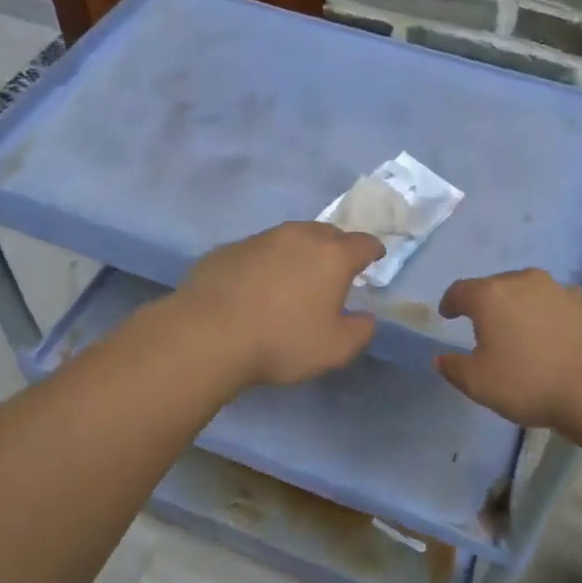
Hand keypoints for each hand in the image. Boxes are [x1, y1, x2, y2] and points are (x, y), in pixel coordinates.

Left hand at [175, 222, 385, 386]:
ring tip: (294, 278)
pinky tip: (256, 287)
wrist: (207, 334)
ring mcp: (260, 239)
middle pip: (327, 233)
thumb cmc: (281, 341)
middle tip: (335, 270)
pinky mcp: (228, 249)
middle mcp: (299, 236)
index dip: (372, 251)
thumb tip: (365, 318)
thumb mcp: (334, 349)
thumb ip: (360, 331)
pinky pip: (258, 251)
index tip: (374, 258)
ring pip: (290, 238)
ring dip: (299, 253)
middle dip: (336, 247)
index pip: (364, 243)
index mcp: (332, 256)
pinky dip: (266, 263)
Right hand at [435, 269, 581, 429]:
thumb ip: (454, 368)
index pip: (460, 290)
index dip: (450, 302)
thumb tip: (442, 359)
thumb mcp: (479, 384)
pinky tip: (564, 344)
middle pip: (499, 286)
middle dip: (490, 304)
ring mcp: (564, 291)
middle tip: (488, 327)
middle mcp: (526, 282)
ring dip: (527, 309)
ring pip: (536, 294)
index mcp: (492, 296)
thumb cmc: (530, 382)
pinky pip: (566, 309)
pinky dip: (559, 321)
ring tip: (529, 335)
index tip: (448, 314)